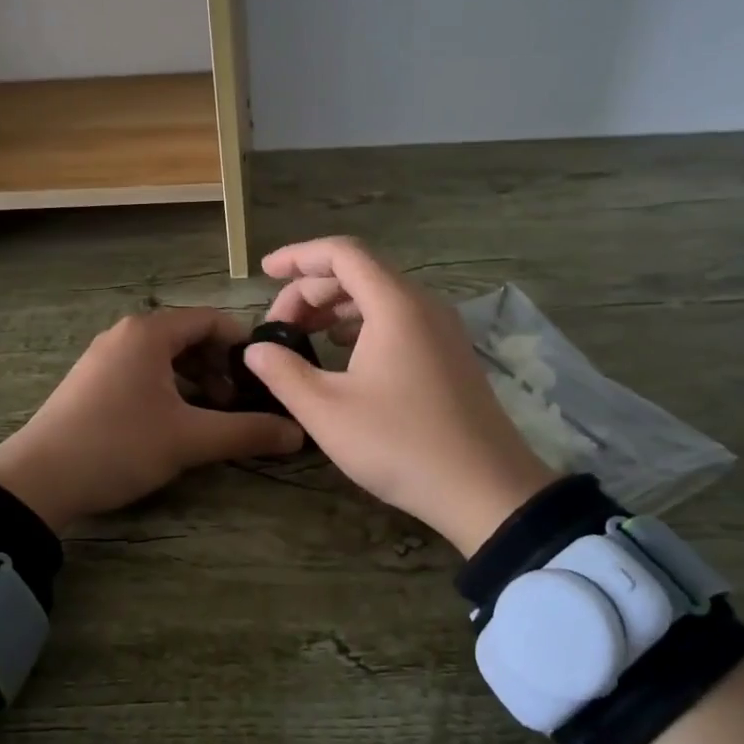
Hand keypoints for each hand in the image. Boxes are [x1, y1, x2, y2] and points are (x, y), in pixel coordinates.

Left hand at [0, 308, 302, 531]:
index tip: (266, 376)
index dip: (244, 345)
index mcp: (149, 332)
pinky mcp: (92, 381)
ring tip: (210, 417)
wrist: (38, 480)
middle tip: (237, 404)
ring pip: (165, 358)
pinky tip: (174, 424)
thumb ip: (247, 432)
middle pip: (189, 337)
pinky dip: (168, 389)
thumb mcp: (189, 440)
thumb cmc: (119, 445)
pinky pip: (143, 372)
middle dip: (220, 367)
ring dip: (195, 381)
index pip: (212, 320)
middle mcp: (126, 334)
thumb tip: (298, 433)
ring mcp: (104, 357)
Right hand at [243, 237, 555, 556]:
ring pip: (380, 296)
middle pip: (360, 272)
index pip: (342, 253)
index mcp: (395, 305)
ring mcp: (442, 329)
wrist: (486, 490)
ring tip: (302, 334)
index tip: (265, 270)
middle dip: (311, 289)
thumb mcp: (327, 412)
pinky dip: (362, 323)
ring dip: (335, 308)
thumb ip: (283, 373)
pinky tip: (342, 350)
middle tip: (277, 324)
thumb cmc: (401, 445)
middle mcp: (423, 305)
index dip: (298, 255)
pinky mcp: (450, 353)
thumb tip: (256, 349)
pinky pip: (398, 319)